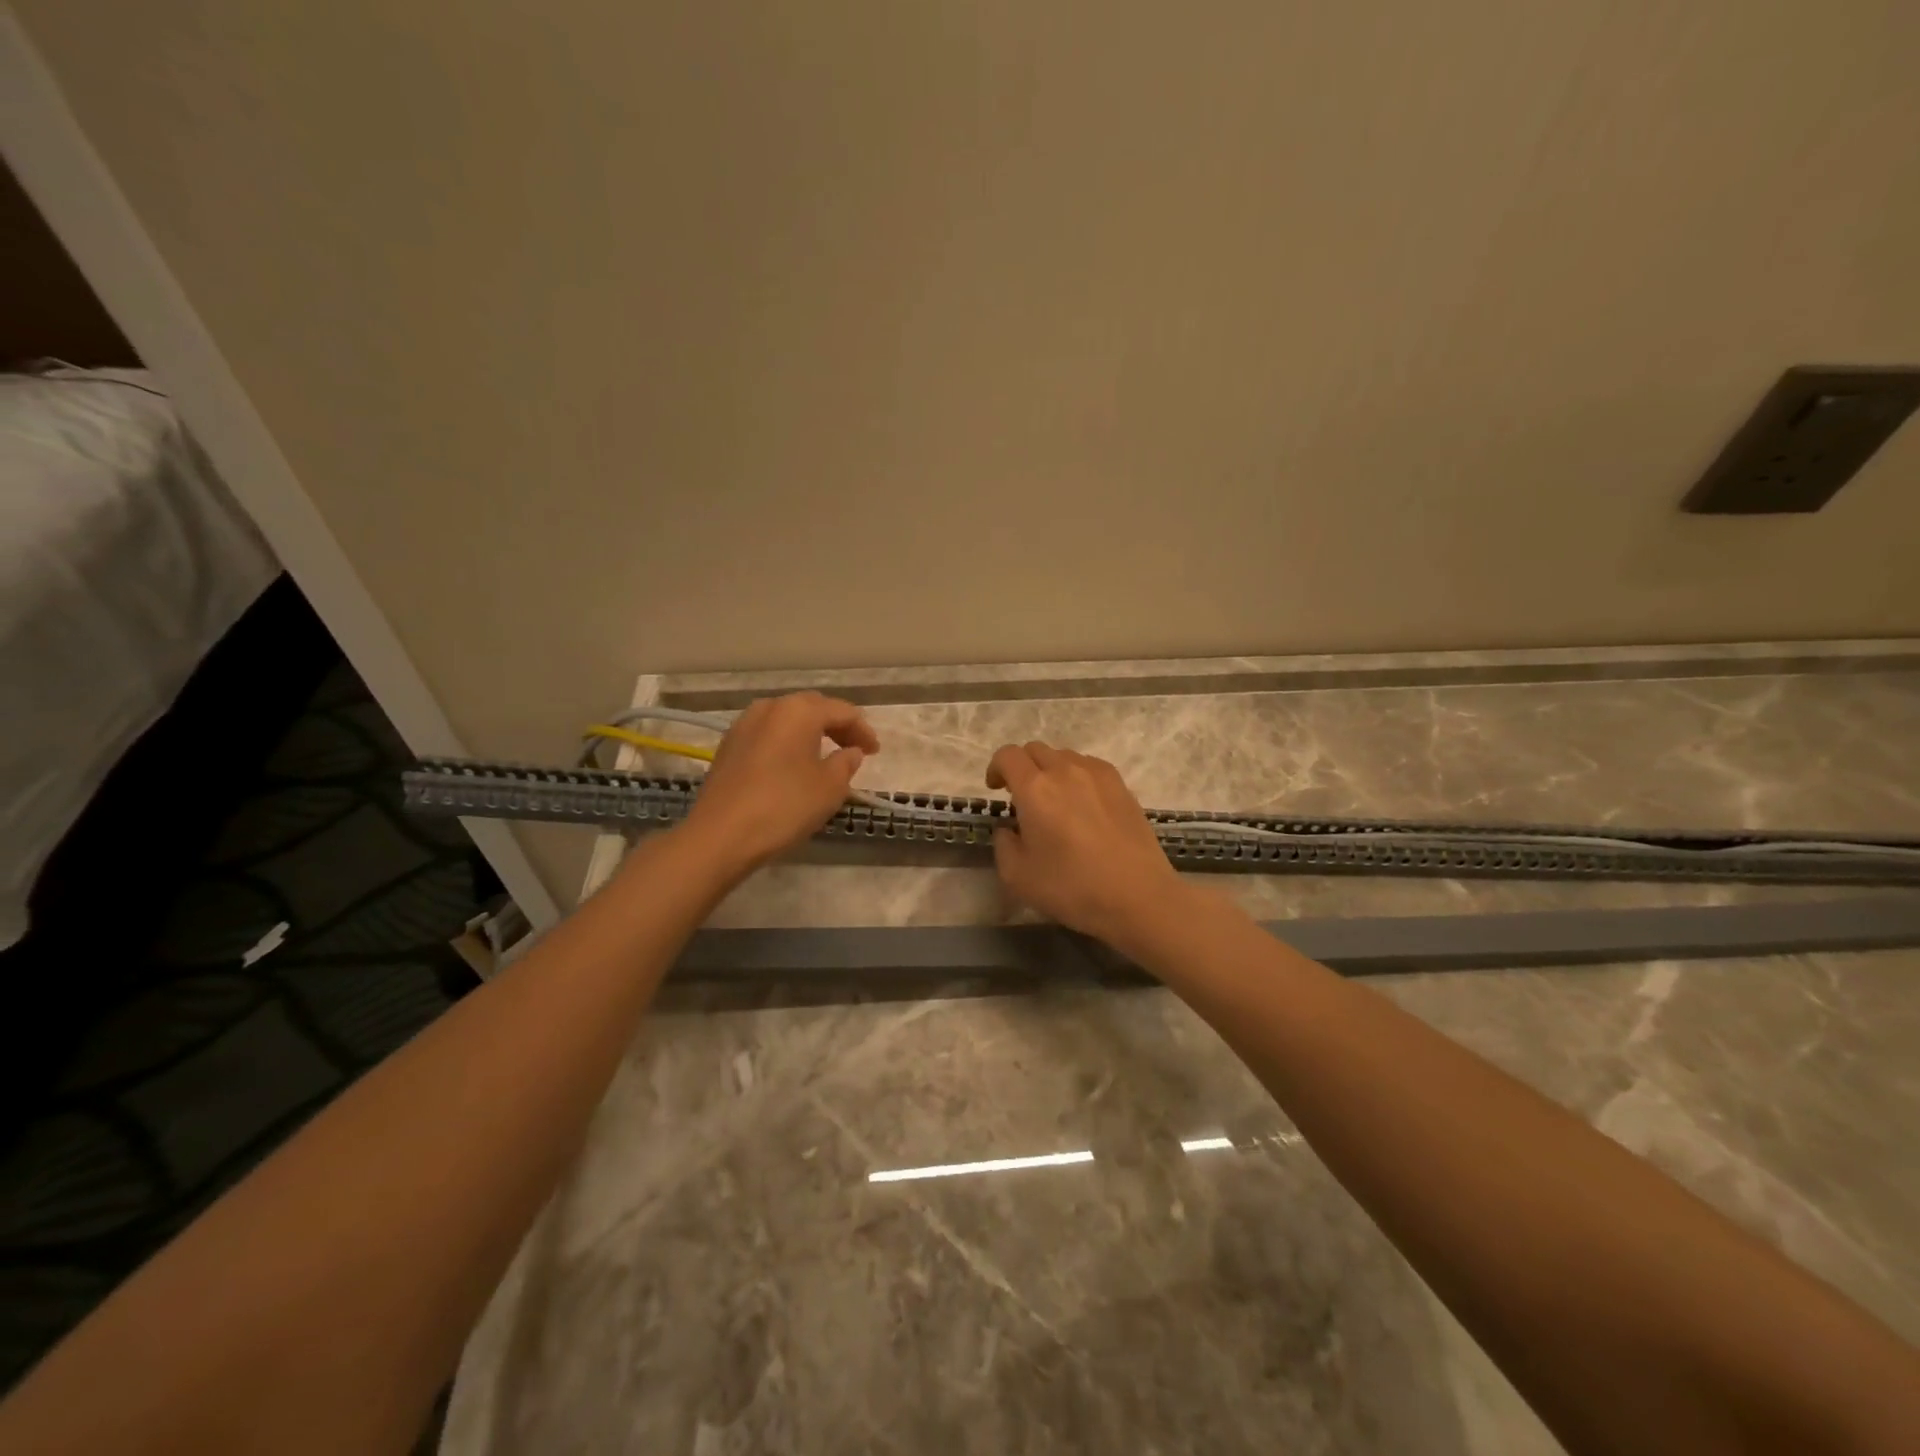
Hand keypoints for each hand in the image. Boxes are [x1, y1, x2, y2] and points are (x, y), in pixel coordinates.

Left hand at [682, 693, 879, 873]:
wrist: (720, 835)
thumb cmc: (785, 806)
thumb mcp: (830, 788)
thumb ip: (846, 764)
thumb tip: (850, 752)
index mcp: (799, 710)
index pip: (842, 711)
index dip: (863, 731)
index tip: (876, 752)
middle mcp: (770, 707)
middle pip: (812, 709)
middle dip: (837, 727)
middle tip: (855, 749)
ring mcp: (744, 725)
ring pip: (787, 721)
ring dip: (810, 734)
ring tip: (826, 757)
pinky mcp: (729, 746)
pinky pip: (769, 736)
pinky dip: (788, 744)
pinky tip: (794, 766)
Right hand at [985, 742, 1184, 950]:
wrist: (1137, 896)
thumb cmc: (1072, 887)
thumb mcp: (1017, 876)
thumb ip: (1003, 844)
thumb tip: (1009, 828)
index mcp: (1035, 788)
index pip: (1007, 755)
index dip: (996, 768)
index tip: (996, 789)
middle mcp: (1065, 770)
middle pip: (1035, 750)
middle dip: (1022, 767)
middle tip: (1021, 797)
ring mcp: (1097, 774)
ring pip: (1064, 756)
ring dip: (1050, 770)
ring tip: (1055, 801)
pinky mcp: (1121, 785)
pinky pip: (1090, 767)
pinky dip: (1077, 776)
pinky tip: (1083, 805)